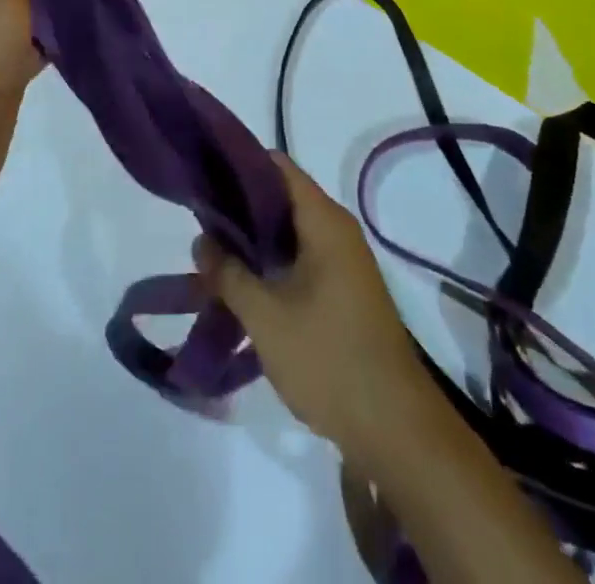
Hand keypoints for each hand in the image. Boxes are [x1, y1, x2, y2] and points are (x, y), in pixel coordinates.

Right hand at [194, 154, 430, 459]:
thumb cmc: (328, 358)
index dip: (239, 165)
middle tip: (200, 221)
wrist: (395, 428)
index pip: (278, 167)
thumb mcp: (266, 317)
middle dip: (240, 208)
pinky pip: (301, 259)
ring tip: (212, 254)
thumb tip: (201, 241)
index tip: (203, 175)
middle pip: (282, 198)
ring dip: (253, 241)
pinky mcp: (344, 291)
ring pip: (289, 233)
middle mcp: (337, 230)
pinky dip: (272, 264)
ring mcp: (344, 262)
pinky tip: (242, 285)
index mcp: (324, 221)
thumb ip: (228, 274)